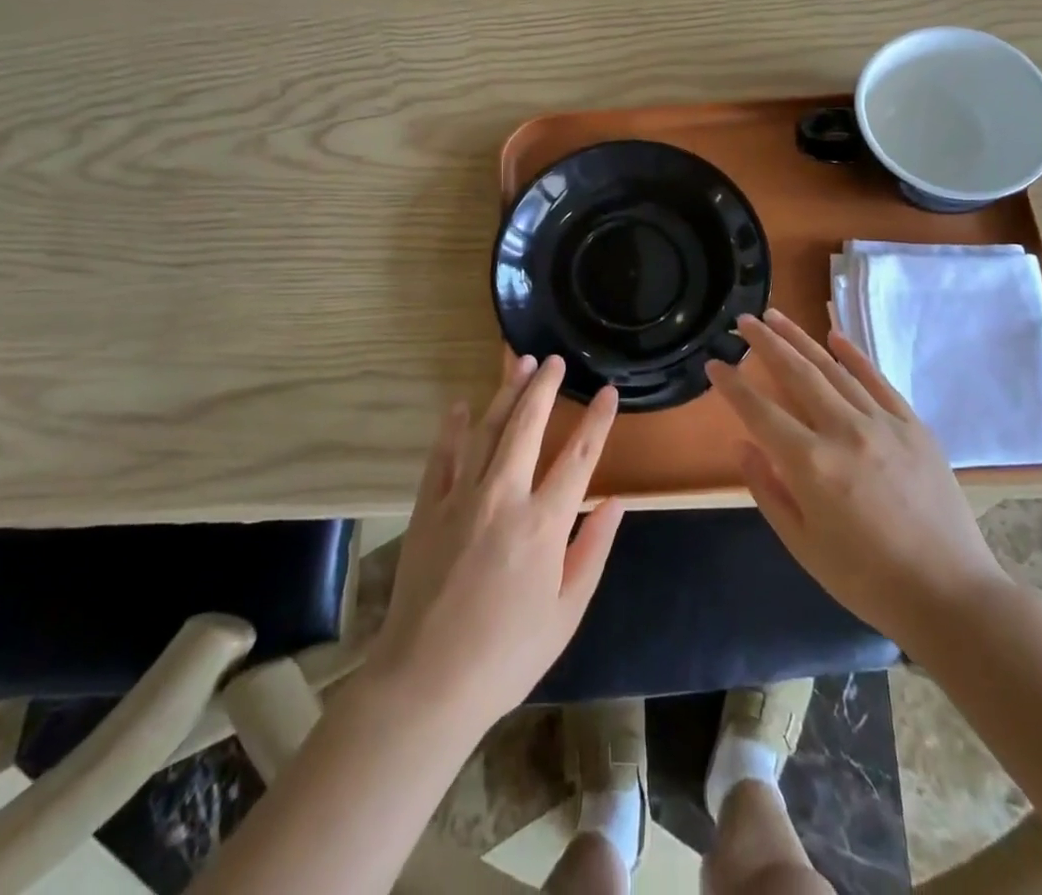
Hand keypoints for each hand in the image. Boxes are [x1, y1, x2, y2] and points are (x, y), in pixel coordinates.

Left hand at [366, 355, 623, 736]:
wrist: (427, 681)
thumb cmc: (507, 655)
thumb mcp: (566, 613)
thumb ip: (593, 551)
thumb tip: (615, 502)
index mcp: (544, 524)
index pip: (580, 457)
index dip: (597, 421)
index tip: (608, 392)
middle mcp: (504, 496)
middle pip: (527, 426)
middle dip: (544, 387)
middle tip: (554, 360)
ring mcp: (461, 497)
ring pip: (486, 429)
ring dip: (505, 393)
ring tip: (518, 363)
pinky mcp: (428, 507)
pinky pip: (442, 456)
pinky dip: (451, 428)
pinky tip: (459, 406)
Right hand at [705, 308, 1010, 651]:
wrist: (950, 595)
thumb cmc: (866, 580)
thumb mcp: (803, 545)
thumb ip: (767, 490)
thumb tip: (742, 444)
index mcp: (811, 464)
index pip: (759, 411)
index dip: (732, 386)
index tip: (714, 365)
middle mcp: (844, 432)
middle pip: (796, 373)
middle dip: (765, 343)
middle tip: (743, 320)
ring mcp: (883, 423)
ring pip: (833, 369)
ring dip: (800, 339)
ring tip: (776, 316)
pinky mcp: (913, 426)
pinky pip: (877, 380)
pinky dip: (853, 355)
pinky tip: (834, 335)